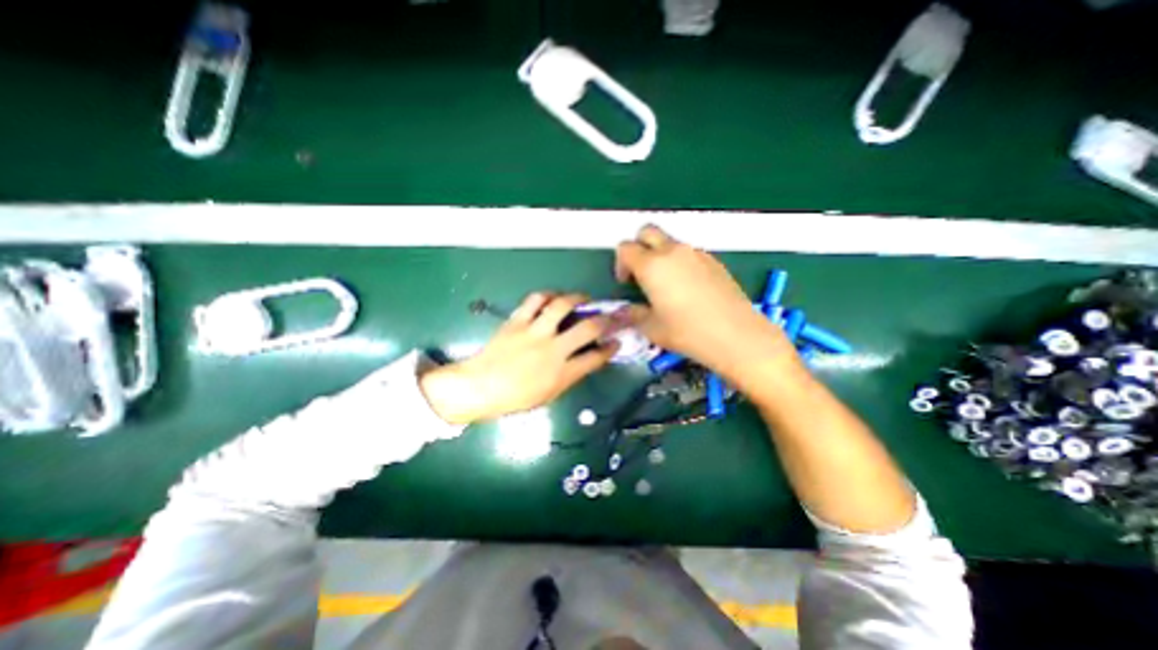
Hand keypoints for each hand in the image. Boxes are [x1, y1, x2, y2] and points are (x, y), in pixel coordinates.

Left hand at [422, 291, 618, 424]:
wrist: (480, 386)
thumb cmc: (515, 397)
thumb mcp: (549, 394)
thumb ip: (569, 375)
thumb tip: (583, 359)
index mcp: (562, 373)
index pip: (595, 358)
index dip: (610, 348)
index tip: (616, 341)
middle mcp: (553, 349)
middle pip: (587, 328)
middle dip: (604, 320)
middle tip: (607, 315)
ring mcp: (535, 332)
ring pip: (562, 305)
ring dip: (577, 298)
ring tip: (582, 298)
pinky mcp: (518, 321)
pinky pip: (535, 300)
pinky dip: (548, 295)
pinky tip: (553, 297)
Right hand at [614, 226, 787, 380]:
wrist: (736, 335)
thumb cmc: (687, 332)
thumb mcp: (651, 328)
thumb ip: (633, 314)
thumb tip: (625, 310)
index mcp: (652, 265)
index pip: (626, 248)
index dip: (620, 263)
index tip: (626, 283)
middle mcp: (673, 251)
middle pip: (647, 232)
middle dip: (638, 246)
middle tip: (641, 273)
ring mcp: (696, 253)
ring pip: (669, 241)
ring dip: (660, 254)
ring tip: (665, 284)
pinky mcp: (713, 261)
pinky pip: (688, 253)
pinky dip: (680, 262)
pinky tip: (687, 288)